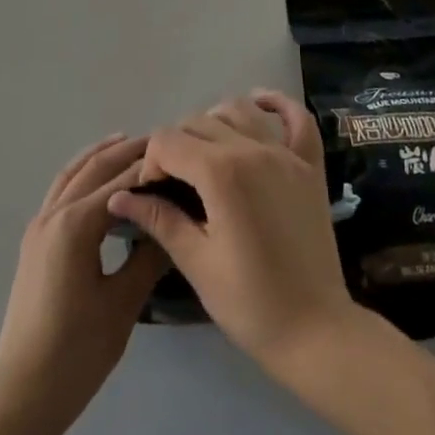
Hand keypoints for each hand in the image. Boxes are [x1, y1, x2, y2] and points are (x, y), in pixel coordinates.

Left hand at [0, 134, 168, 417]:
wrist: (23, 393)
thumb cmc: (77, 351)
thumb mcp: (122, 304)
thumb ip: (148, 258)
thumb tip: (171, 225)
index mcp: (75, 224)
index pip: (121, 182)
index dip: (150, 167)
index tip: (178, 156)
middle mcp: (53, 214)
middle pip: (94, 169)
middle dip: (126, 151)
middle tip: (159, 141)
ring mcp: (39, 227)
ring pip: (71, 174)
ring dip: (99, 156)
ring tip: (127, 143)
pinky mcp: (34, 242)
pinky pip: (60, 191)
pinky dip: (81, 175)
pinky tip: (96, 181)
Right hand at [107, 92, 356, 371]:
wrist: (316, 331)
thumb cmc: (250, 303)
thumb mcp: (196, 262)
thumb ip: (159, 219)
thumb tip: (118, 196)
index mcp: (220, 173)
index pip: (168, 141)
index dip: (151, 163)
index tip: (151, 193)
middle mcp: (252, 149)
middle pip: (199, 122)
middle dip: (177, 145)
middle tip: (173, 183)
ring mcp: (285, 152)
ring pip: (239, 110)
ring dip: (214, 122)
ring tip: (206, 154)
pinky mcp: (309, 164)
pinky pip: (296, 117)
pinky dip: (277, 103)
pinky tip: (258, 104)